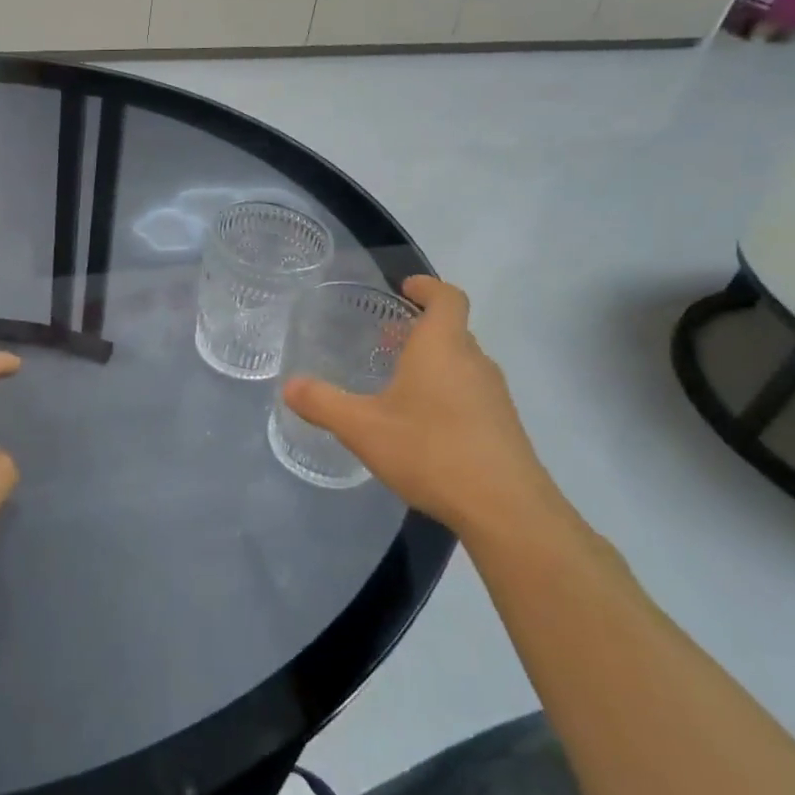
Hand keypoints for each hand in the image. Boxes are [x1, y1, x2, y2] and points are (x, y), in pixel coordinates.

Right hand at [283, 277, 564, 538]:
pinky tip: (422, 424)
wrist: (505, 508)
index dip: (428, 287)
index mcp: (442, 347)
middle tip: (387, 339)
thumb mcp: (362, 428)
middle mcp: (473, 362)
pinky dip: (446, 392)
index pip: (447, 298)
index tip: (407, 286)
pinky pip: (471, 393)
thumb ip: (323, 403)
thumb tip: (289, 386)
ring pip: (461, 364)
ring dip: (433, 362)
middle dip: (420, 329)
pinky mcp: (502, 426)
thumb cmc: (430, 451)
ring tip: (399, 382)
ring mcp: (494, 395)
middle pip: (452, 330)